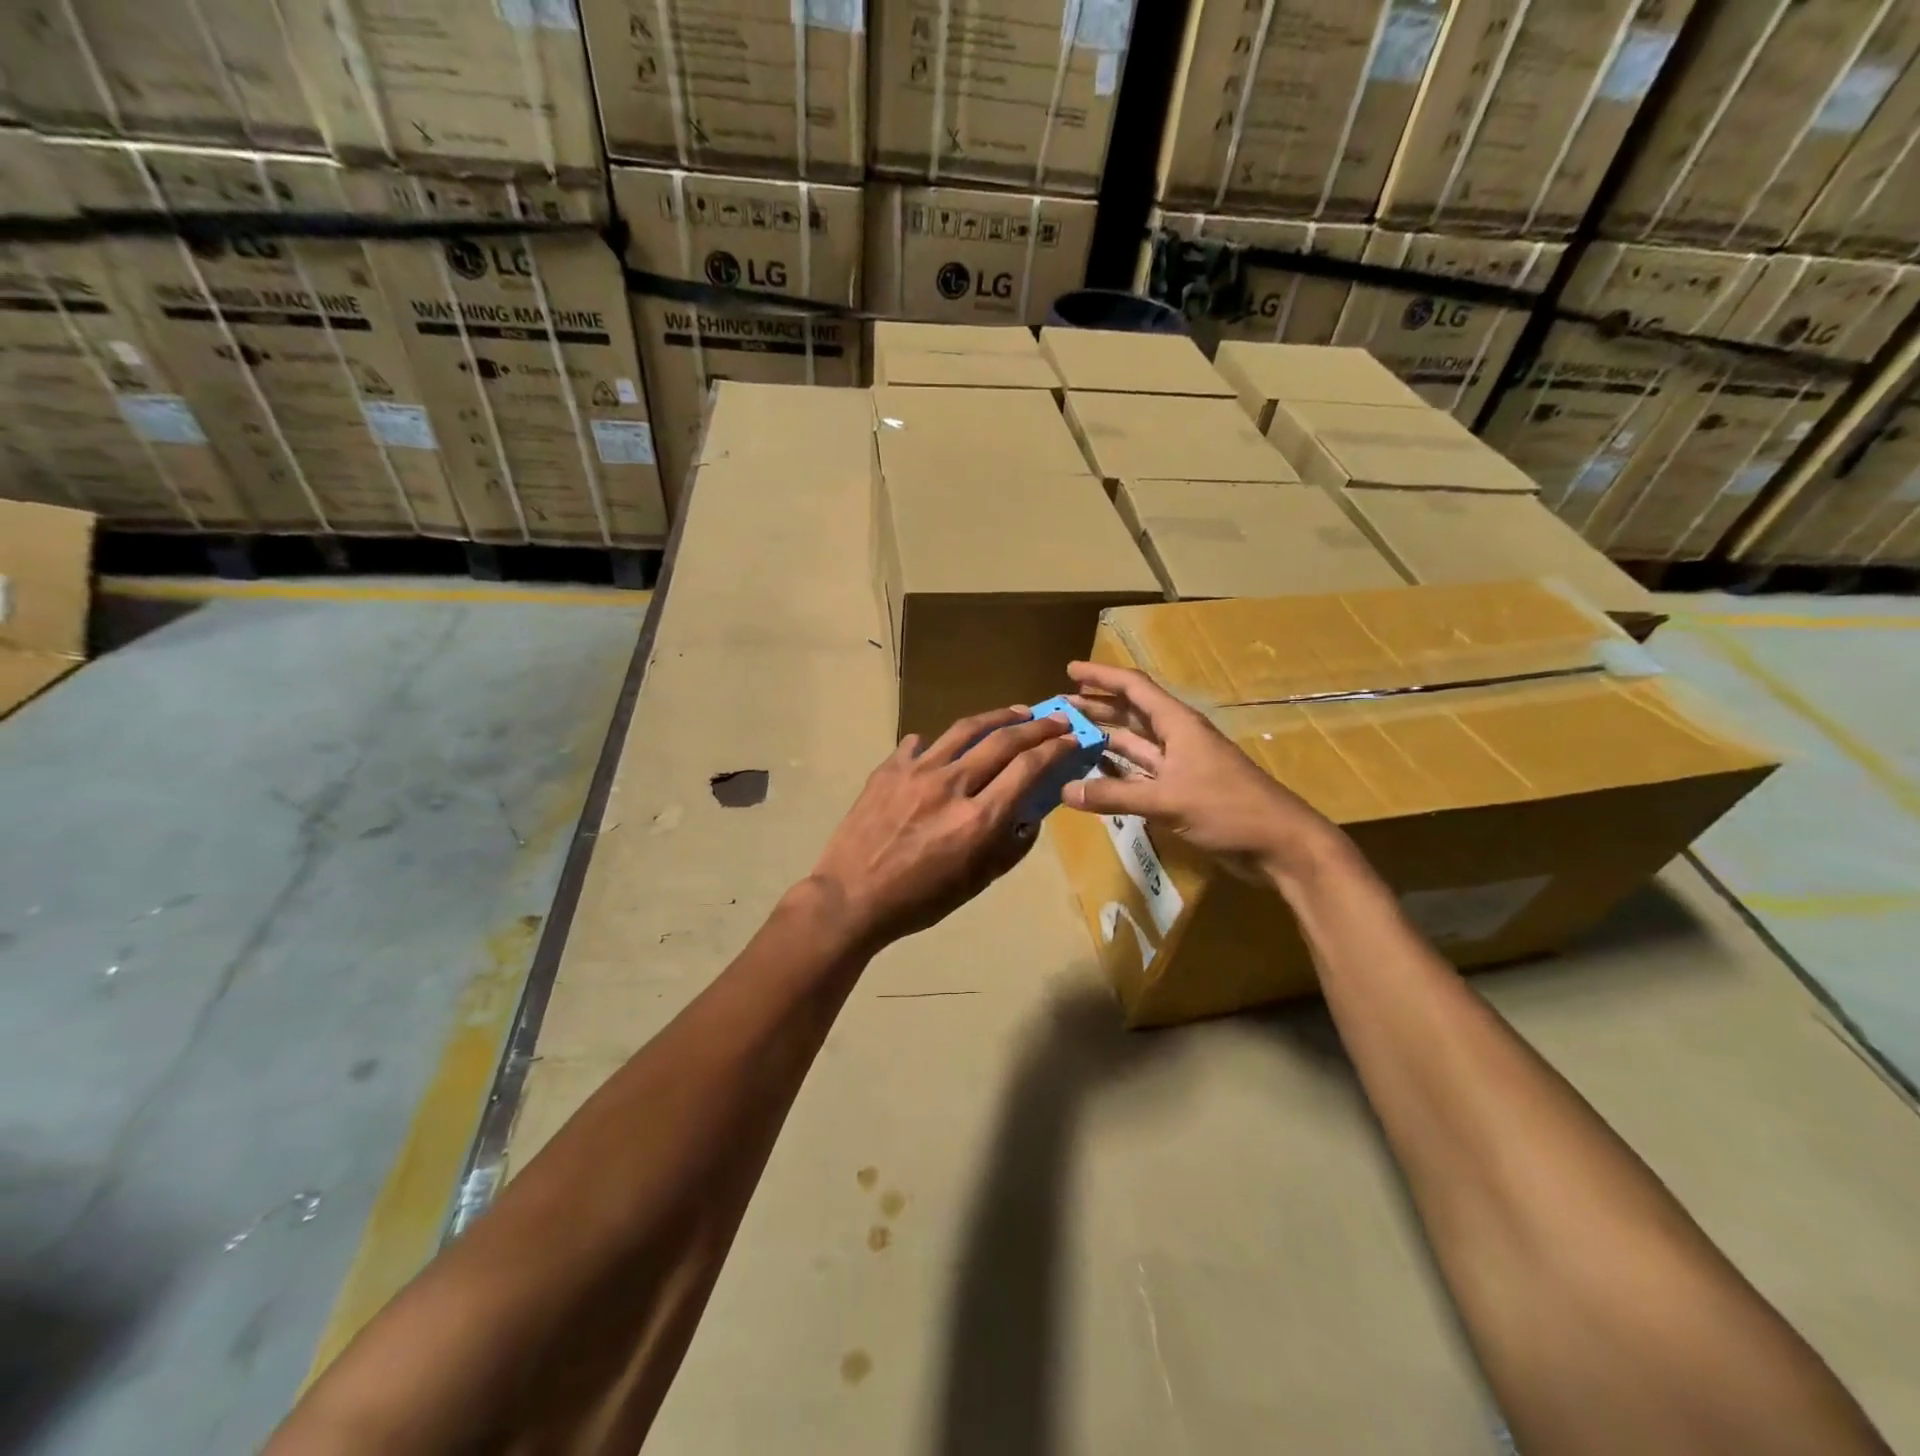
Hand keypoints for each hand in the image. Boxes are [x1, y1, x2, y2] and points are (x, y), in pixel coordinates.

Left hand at [808, 706, 1077, 949]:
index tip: (1073, 739)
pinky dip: (941, 742)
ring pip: (964, 729)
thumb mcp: (976, 883)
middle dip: (1038, 726)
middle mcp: (951, 785)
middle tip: (1057, 719)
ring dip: (997, 717)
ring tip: (1017, 713)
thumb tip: (1030, 816)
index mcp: (977, 819)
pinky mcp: (889, 768)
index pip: (1028, 768)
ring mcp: (916, 771)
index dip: (1056, 748)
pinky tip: (946, 746)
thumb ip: (1010, 847)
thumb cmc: (919, 900)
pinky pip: (921, 743)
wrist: (851, 897)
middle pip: (1003, 740)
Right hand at [1060, 660, 1350, 887]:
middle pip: (1132, 713)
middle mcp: (1177, 737)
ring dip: (1105, 737)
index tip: (1070, 670)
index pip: (1134, 688)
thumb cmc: (1228, 808)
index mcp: (1178, 724)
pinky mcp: (1182, 791)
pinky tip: (1096, 773)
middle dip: (1098, 707)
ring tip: (1070, 736)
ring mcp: (1181, 765)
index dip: (1102, 676)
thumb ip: (1115, 795)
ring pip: (1135, 743)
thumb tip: (1066, 791)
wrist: (1279, 844)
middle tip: (1061, 708)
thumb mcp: (1167, 800)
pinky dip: (1118, 770)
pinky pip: (1141, 772)